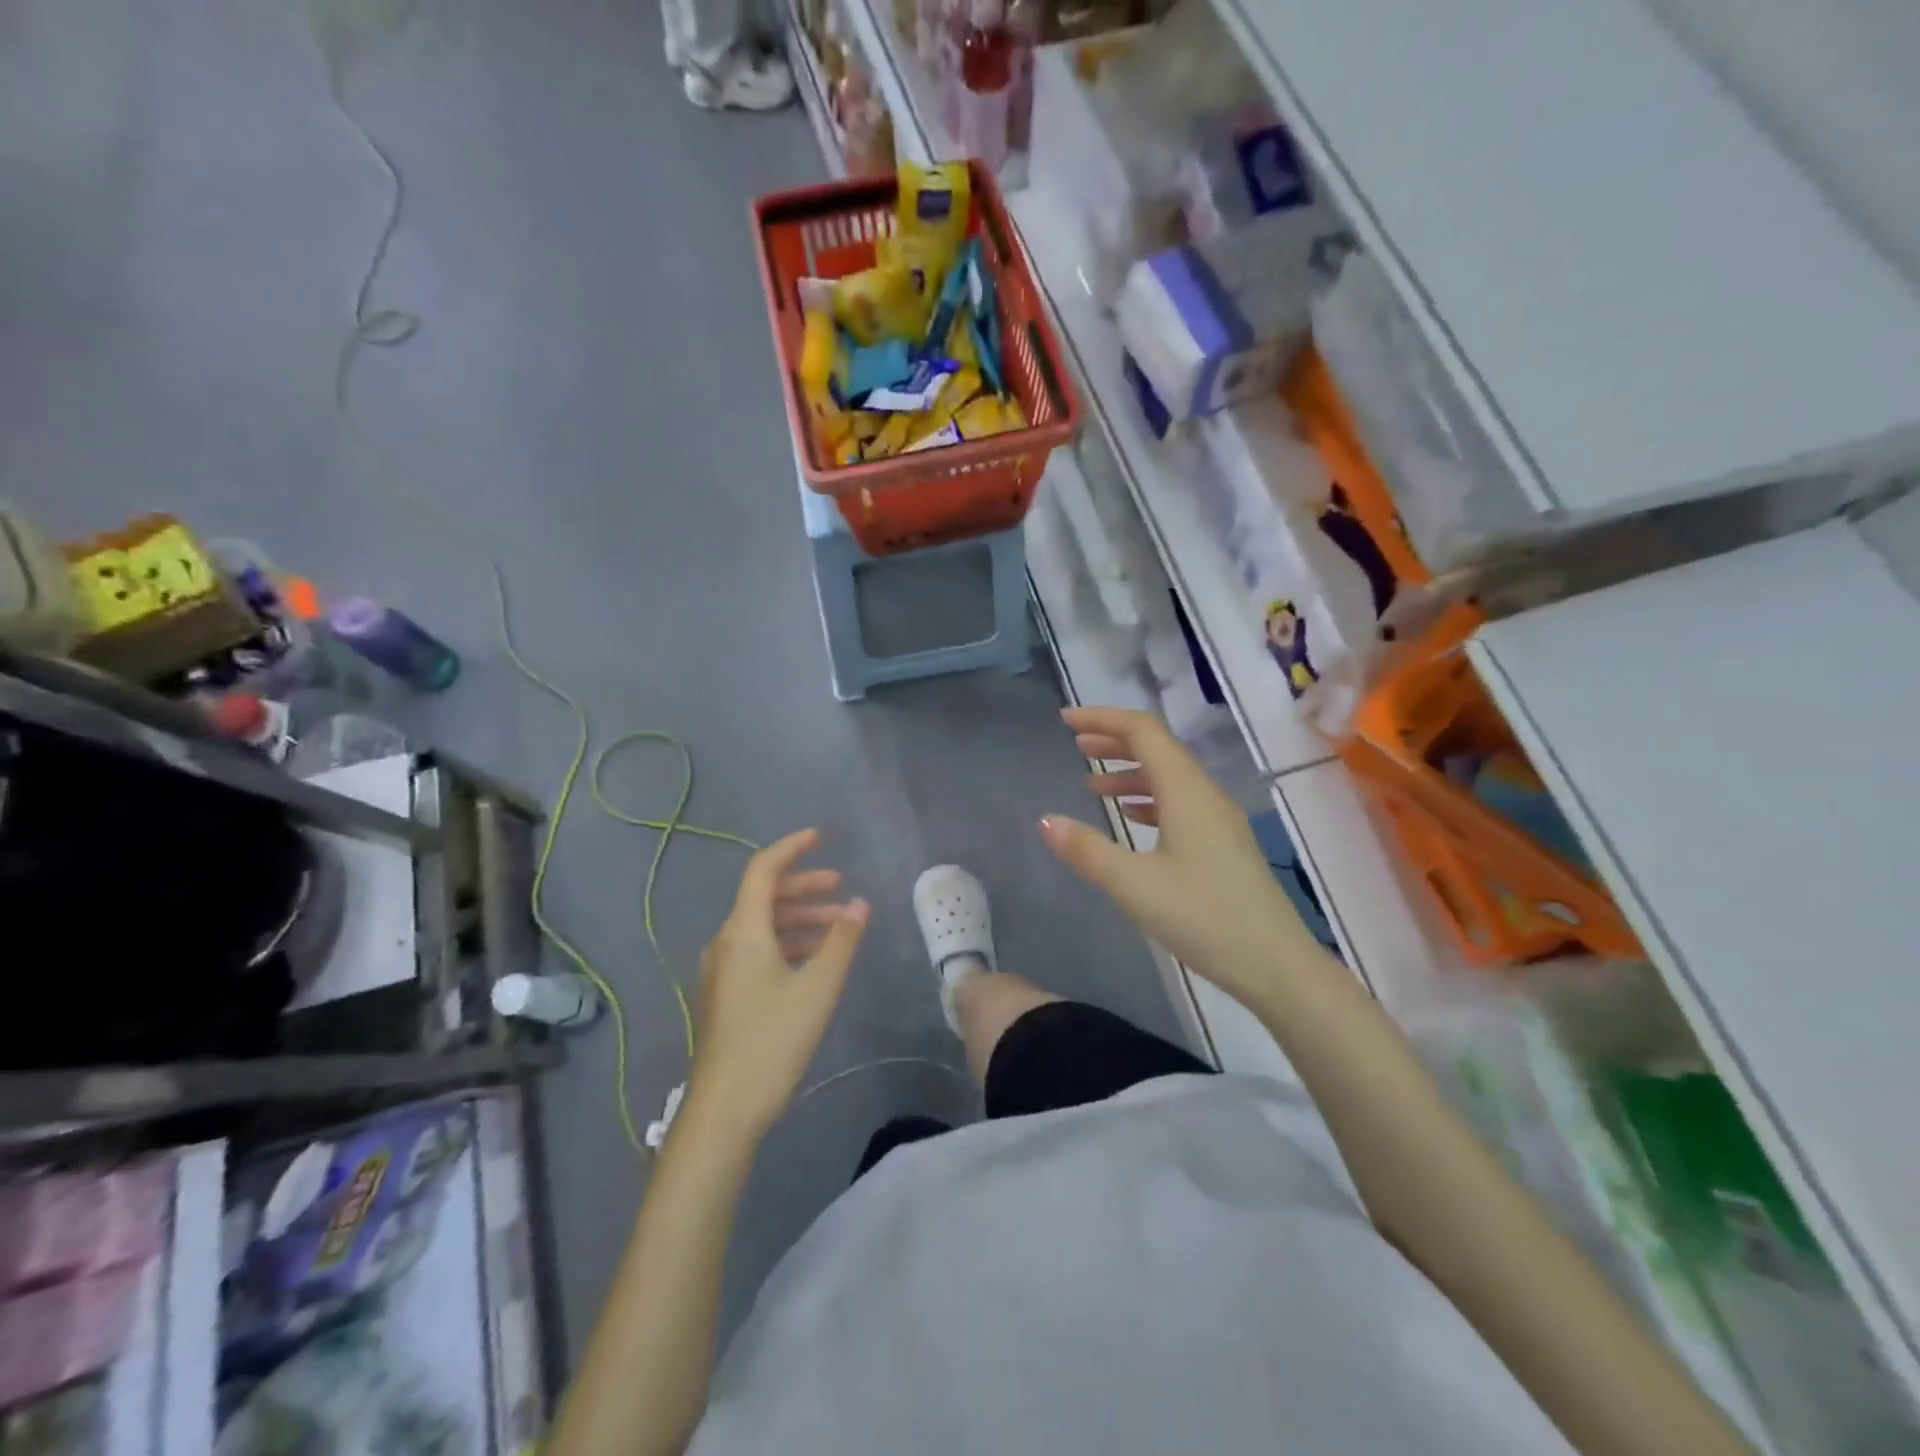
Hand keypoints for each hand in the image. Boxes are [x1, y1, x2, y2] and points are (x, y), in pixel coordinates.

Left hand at [685, 829, 868, 1141]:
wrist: (724, 1109)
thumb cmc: (772, 1041)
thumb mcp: (818, 988)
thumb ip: (841, 941)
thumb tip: (859, 903)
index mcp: (743, 932)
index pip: (763, 870)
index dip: (792, 848)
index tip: (821, 837)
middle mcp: (726, 942)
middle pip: (763, 897)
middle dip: (803, 886)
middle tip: (840, 886)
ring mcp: (722, 970)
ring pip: (762, 926)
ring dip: (799, 918)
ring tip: (838, 926)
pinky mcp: (726, 994)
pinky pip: (758, 949)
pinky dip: (788, 942)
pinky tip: (814, 959)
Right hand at [1039, 706, 1321, 1002]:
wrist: (1276, 965)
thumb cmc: (1203, 918)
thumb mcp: (1134, 885)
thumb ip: (1086, 850)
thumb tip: (1043, 819)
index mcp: (1186, 791)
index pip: (1143, 732)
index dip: (1103, 719)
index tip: (1065, 720)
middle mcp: (1205, 794)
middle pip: (1158, 748)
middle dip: (1114, 740)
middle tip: (1075, 743)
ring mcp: (1217, 818)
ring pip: (1169, 776)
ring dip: (1129, 771)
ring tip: (1091, 783)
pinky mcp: (1222, 843)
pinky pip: (1179, 802)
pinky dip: (1147, 798)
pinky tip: (1129, 816)